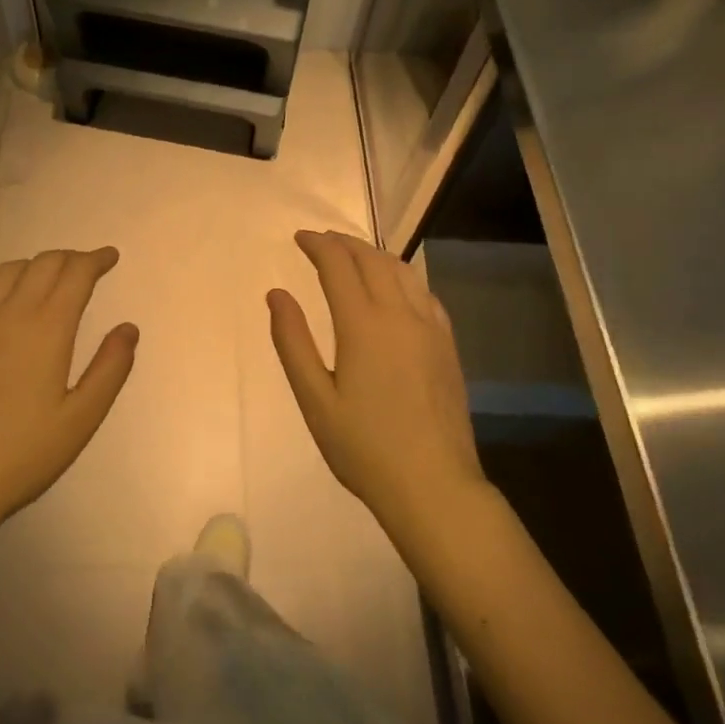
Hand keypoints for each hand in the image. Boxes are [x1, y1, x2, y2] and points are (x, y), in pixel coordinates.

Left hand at [0, 247, 137, 538]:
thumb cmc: (23, 453)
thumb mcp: (81, 418)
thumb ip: (110, 368)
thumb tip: (128, 328)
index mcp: (46, 328)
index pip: (75, 273)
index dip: (96, 259)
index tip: (111, 257)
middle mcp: (10, 313)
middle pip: (43, 263)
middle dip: (71, 257)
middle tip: (89, 266)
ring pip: (10, 270)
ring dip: (38, 264)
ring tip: (53, 278)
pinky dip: (10, 282)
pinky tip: (13, 305)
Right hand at [267, 231, 483, 533]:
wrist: (434, 486)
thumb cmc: (364, 448)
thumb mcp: (315, 400)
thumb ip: (293, 342)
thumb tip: (276, 294)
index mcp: (363, 325)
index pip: (338, 265)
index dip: (318, 245)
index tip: (300, 237)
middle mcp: (400, 315)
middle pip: (372, 259)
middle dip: (344, 243)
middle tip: (322, 241)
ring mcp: (430, 328)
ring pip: (402, 271)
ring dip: (374, 254)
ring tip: (354, 255)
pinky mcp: (447, 345)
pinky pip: (424, 293)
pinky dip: (402, 276)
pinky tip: (395, 288)